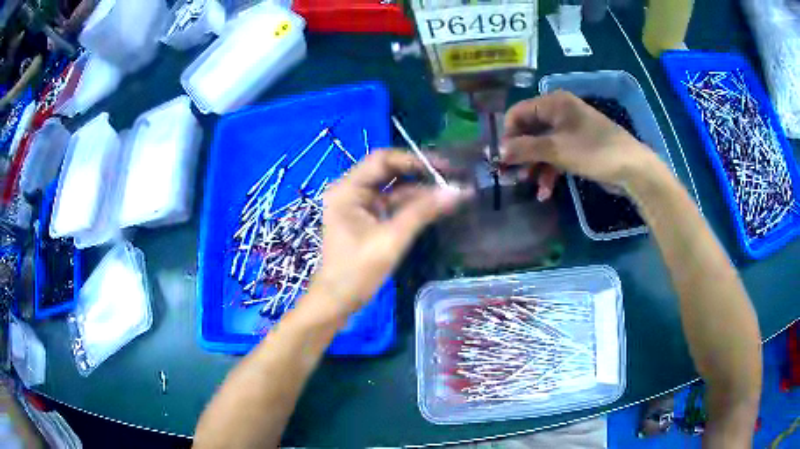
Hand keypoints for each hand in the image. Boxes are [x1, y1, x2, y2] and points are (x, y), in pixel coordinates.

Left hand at [307, 150, 469, 317]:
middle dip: (420, 173)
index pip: (383, 160)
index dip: (414, 159)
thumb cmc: (357, 270)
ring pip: (394, 188)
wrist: (338, 301)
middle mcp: (352, 190)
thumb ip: (423, 212)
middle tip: (452, 175)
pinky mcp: (369, 218)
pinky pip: (394, 204)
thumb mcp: (391, 239)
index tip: (444, 166)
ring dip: (420, 190)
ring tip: (451, 190)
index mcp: (347, 189)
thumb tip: (459, 191)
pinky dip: (414, 205)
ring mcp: (360, 205)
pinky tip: (437, 205)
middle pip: (389, 171)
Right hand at [501, 91, 654, 198]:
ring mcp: (570, 131)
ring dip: (534, 166)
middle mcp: (560, 112)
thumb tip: (498, 151)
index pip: (519, 112)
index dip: (508, 134)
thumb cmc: (594, 151)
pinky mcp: (578, 148)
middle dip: (521, 153)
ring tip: (529, 185)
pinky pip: (556, 156)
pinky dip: (550, 171)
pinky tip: (545, 191)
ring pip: (542, 146)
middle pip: (530, 130)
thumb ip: (525, 148)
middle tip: (510, 174)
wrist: (632, 168)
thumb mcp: (557, 149)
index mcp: (554, 103)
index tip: (501, 157)